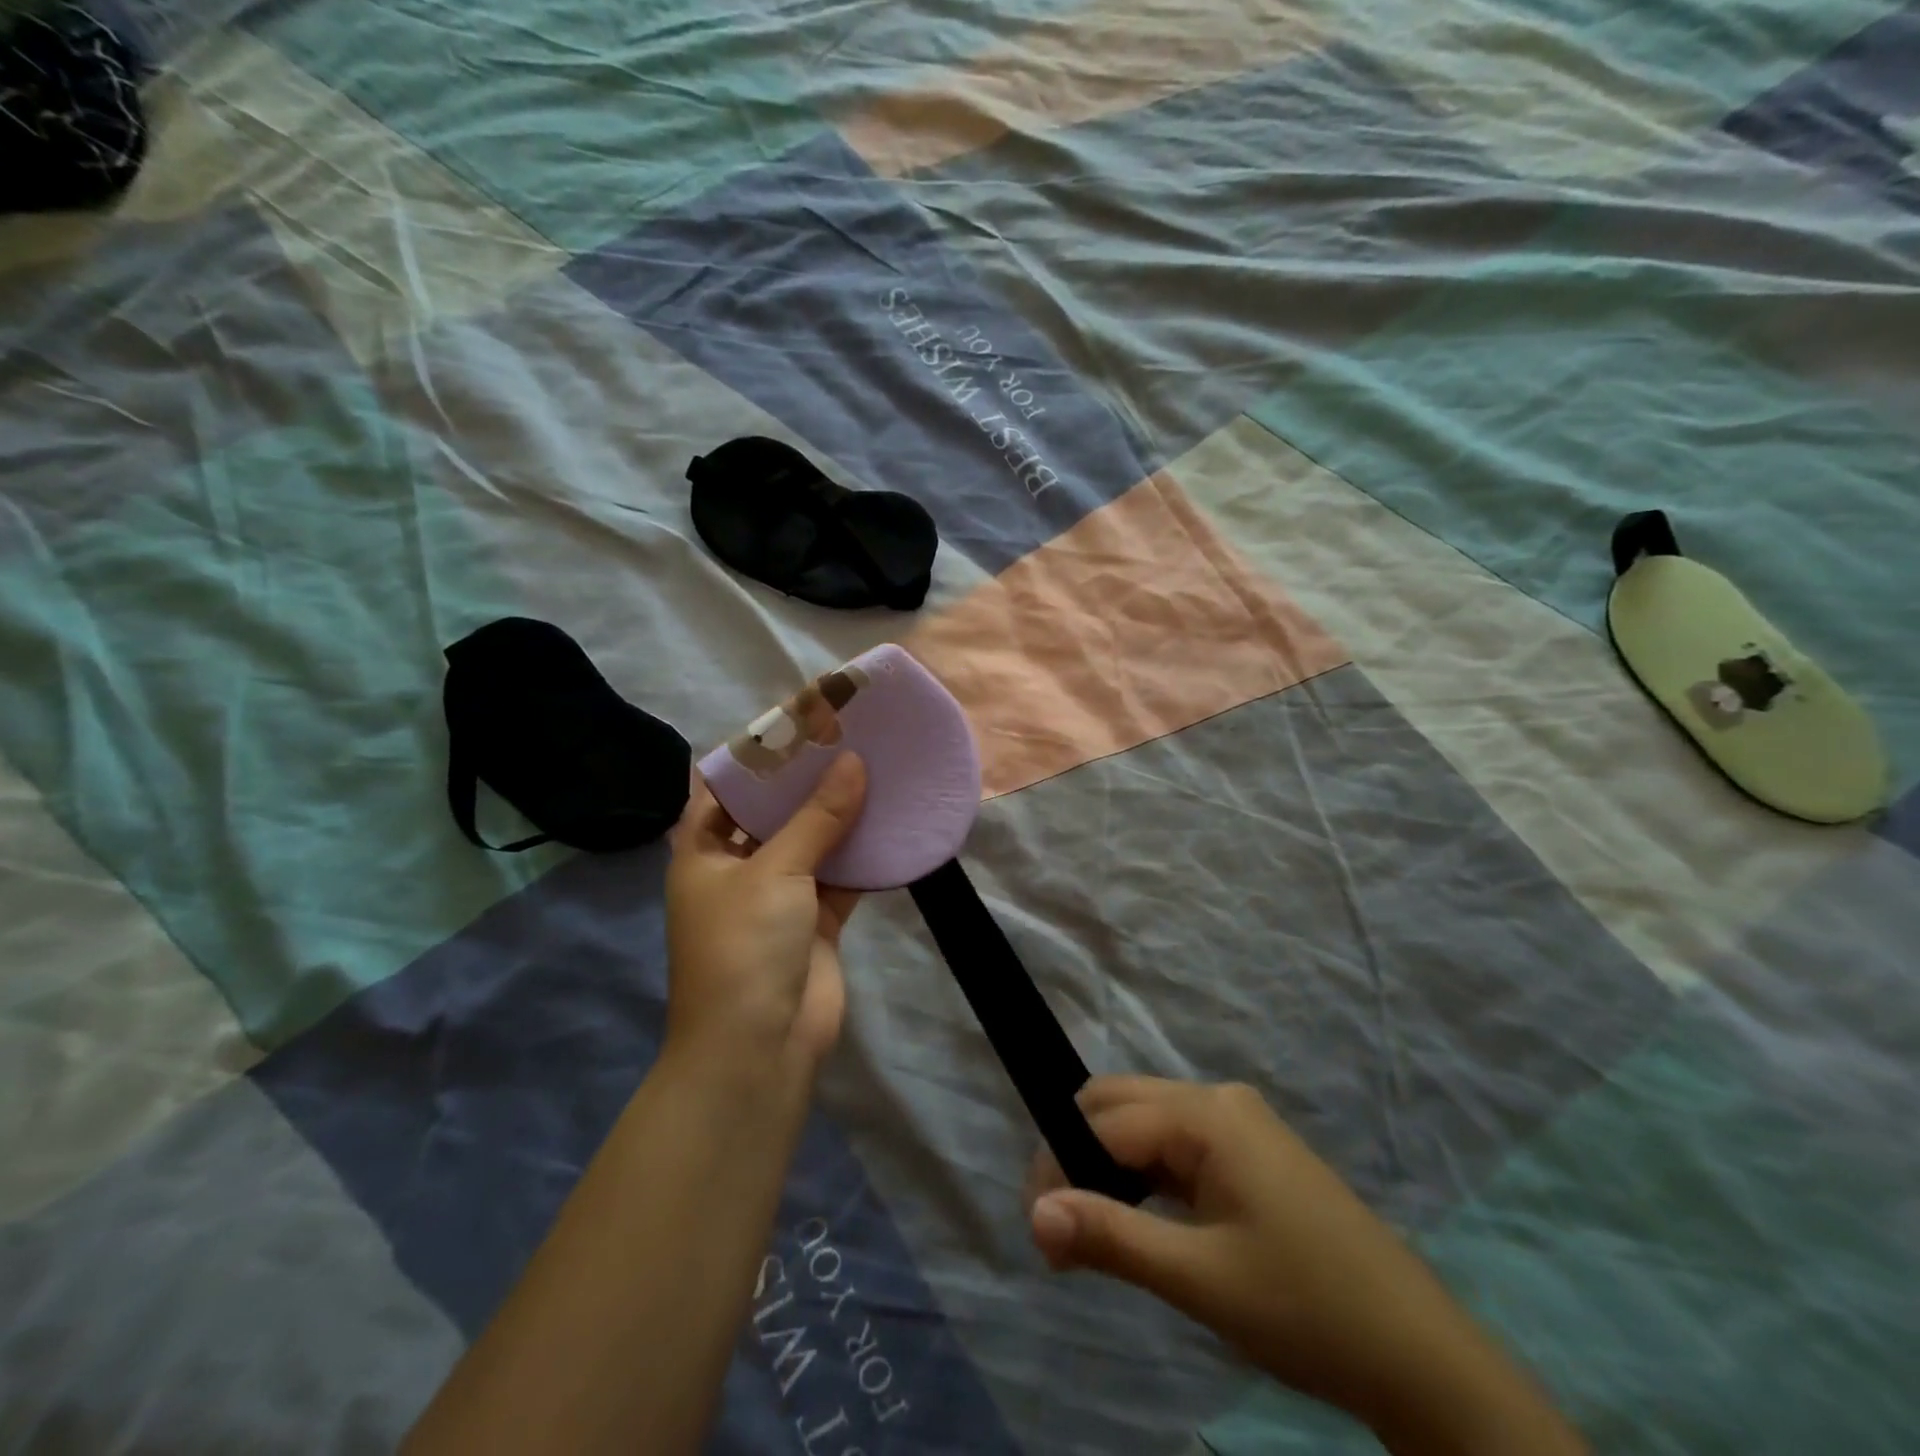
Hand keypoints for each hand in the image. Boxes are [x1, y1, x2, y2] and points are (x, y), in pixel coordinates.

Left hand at [665, 754, 865, 1076]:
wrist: (759, 1047)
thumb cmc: (743, 947)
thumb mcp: (774, 872)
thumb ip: (817, 817)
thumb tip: (854, 762)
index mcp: (703, 852)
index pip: (723, 788)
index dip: (755, 756)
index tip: (796, 722)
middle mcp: (738, 869)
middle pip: (773, 812)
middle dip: (807, 780)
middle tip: (846, 737)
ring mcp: (779, 896)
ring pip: (813, 842)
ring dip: (840, 814)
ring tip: (874, 766)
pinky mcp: (816, 920)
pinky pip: (841, 875)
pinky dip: (863, 853)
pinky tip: (891, 820)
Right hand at [1026, 1078, 1586, 1455]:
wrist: (1419, 1355)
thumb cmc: (1305, 1308)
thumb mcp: (1200, 1279)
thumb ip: (1111, 1237)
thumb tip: (1035, 1213)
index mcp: (1206, 1114)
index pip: (1103, 1121)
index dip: (1060, 1167)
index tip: (1040, 1232)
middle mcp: (1217, 1099)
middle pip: (1118, 1104)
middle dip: (1076, 1155)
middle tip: (1061, 1228)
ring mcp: (1238, 1123)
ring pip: (1145, 1123)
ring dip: (1108, 1166)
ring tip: (1093, 1231)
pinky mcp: (1249, 1151)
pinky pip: (1175, 1144)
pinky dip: (1144, 1175)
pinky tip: (1141, 1220)